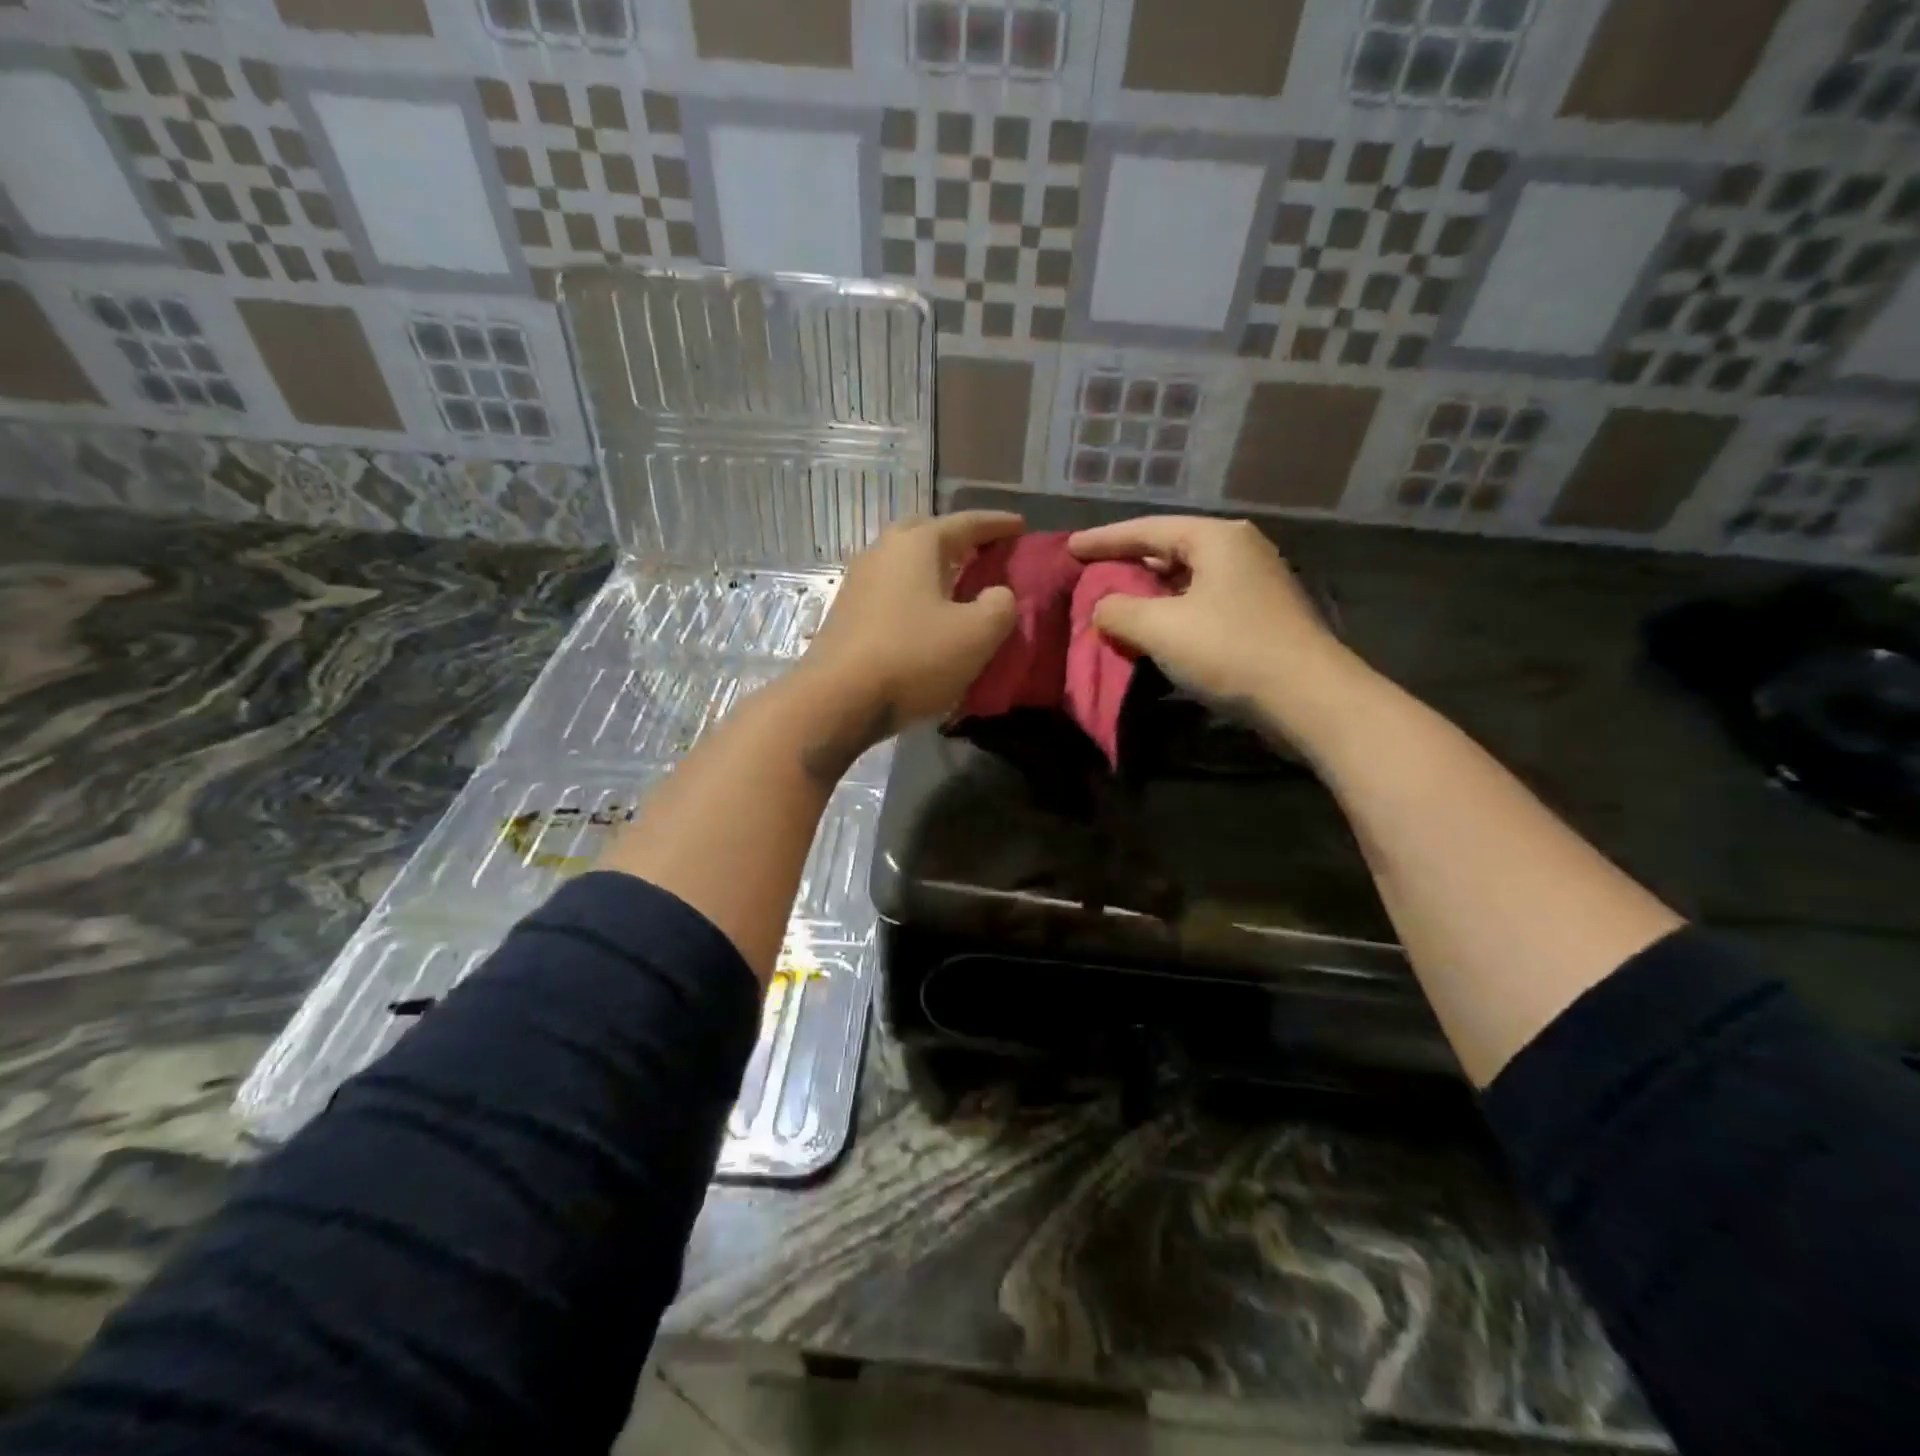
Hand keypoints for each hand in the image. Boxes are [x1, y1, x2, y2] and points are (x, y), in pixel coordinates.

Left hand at [800, 512, 1021, 733]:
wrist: (838, 699)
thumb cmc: (914, 657)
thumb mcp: (977, 634)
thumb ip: (1000, 606)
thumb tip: (998, 594)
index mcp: (917, 544)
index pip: (966, 523)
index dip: (998, 525)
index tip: (1021, 526)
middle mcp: (883, 551)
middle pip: (926, 533)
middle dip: (958, 539)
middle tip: (984, 552)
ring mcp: (858, 582)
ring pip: (904, 562)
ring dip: (933, 568)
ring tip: (958, 584)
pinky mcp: (847, 613)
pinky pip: (891, 589)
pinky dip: (915, 593)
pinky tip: (926, 615)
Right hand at [1068, 516, 1353, 715]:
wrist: (1308, 697)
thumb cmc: (1230, 650)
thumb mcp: (1160, 628)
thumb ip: (1119, 611)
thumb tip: (1102, 609)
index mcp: (1216, 538)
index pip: (1147, 530)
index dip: (1103, 540)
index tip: (1069, 548)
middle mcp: (1238, 550)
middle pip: (1169, 549)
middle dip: (1127, 564)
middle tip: (1089, 574)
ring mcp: (1254, 582)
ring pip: (1186, 579)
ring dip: (1148, 592)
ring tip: (1114, 603)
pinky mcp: (1259, 615)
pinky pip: (1201, 602)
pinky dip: (1171, 612)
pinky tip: (1153, 630)